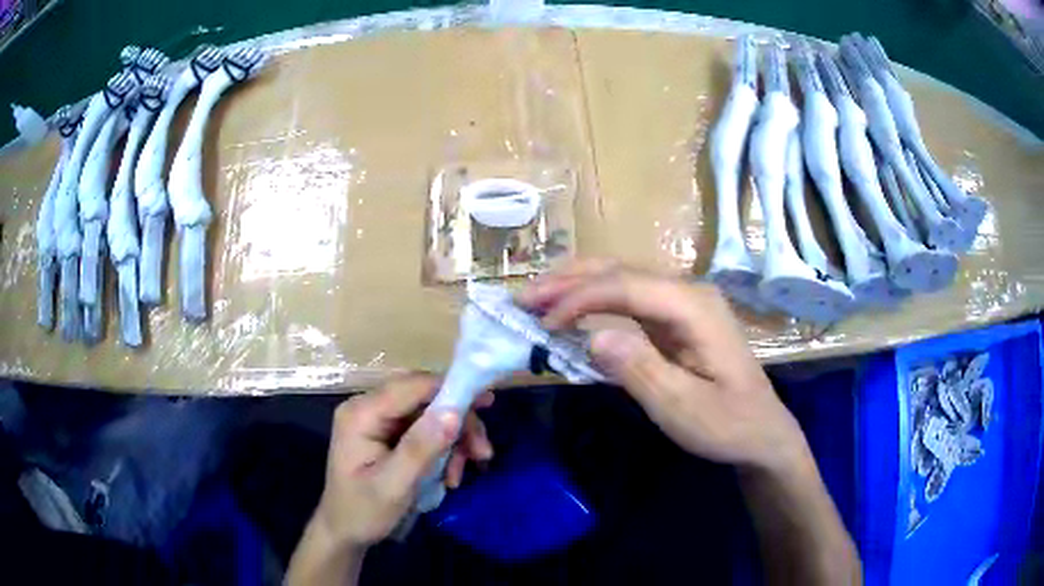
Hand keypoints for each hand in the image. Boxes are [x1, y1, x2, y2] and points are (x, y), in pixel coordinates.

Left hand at [313, 374, 493, 548]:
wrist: (345, 532)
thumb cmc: (363, 512)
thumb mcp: (394, 486)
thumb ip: (421, 448)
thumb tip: (454, 412)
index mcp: (362, 414)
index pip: (412, 386)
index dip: (451, 390)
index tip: (487, 404)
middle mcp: (368, 408)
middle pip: (425, 399)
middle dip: (457, 424)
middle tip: (482, 454)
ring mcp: (377, 420)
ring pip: (429, 415)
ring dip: (453, 441)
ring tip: (461, 474)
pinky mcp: (387, 434)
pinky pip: (425, 430)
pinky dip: (443, 450)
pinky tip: (449, 474)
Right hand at [518, 260, 807, 472]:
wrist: (761, 432)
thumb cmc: (727, 424)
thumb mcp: (684, 408)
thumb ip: (641, 370)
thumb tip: (593, 336)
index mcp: (695, 307)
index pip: (627, 286)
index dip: (581, 298)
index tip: (542, 320)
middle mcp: (688, 293)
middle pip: (622, 271)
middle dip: (570, 281)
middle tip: (525, 297)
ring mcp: (683, 304)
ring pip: (623, 279)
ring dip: (578, 286)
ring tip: (538, 298)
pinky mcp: (675, 320)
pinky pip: (629, 301)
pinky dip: (595, 303)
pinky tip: (572, 312)